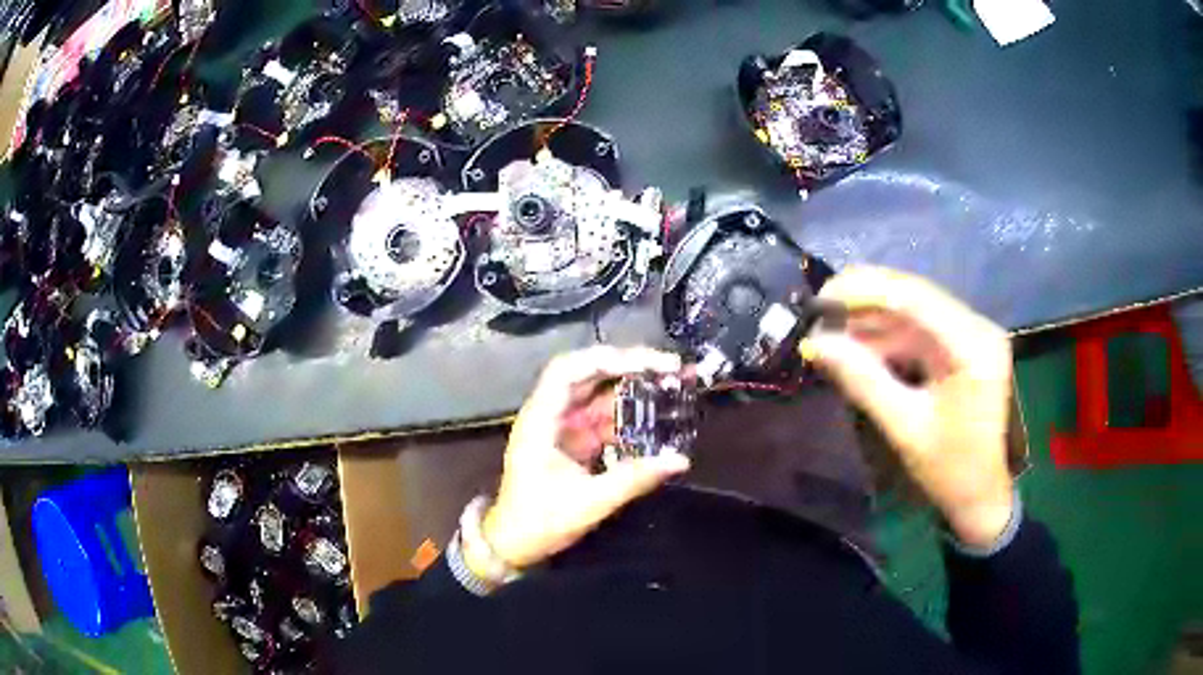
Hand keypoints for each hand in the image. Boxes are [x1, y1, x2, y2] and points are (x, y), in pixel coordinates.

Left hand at [479, 346, 691, 570]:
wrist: (513, 544)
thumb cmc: (540, 521)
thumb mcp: (589, 502)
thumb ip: (634, 478)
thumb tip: (680, 459)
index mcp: (540, 420)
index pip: (569, 370)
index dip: (607, 359)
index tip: (648, 363)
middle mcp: (548, 414)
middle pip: (587, 375)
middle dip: (628, 366)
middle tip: (670, 368)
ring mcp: (559, 427)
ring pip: (596, 394)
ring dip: (631, 388)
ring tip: (670, 384)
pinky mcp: (570, 442)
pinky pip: (600, 418)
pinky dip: (626, 414)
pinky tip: (653, 415)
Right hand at [802, 267, 1014, 547]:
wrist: (981, 497)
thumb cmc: (951, 469)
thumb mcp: (905, 427)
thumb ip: (863, 380)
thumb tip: (816, 344)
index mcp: (973, 345)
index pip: (915, 298)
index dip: (865, 291)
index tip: (821, 300)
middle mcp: (975, 327)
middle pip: (913, 296)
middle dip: (863, 302)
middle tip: (818, 314)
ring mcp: (969, 335)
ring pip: (911, 312)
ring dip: (870, 320)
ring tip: (829, 333)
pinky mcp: (960, 347)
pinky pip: (917, 331)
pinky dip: (885, 337)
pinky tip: (856, 346)